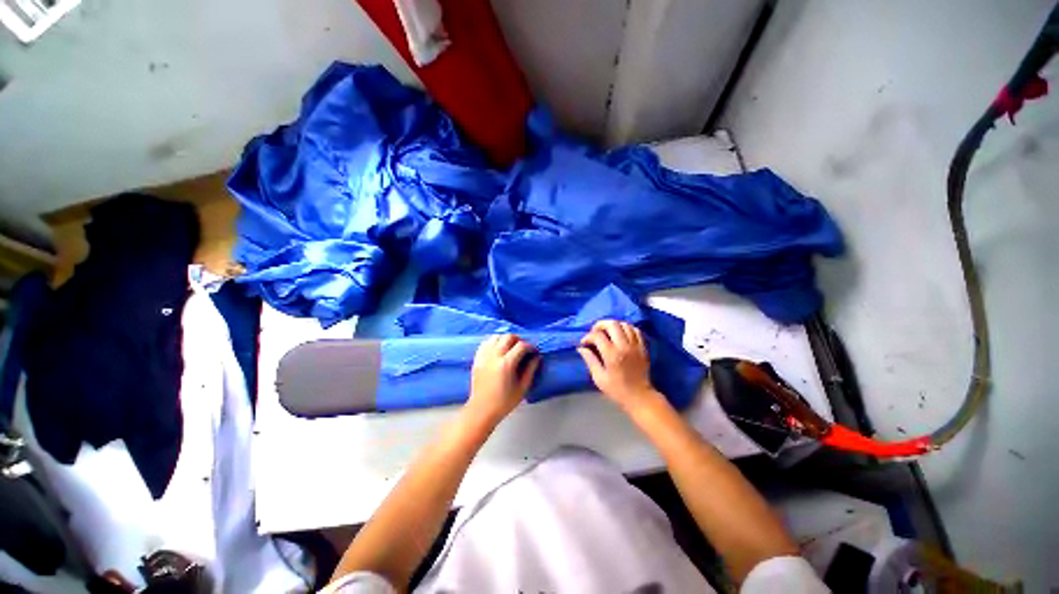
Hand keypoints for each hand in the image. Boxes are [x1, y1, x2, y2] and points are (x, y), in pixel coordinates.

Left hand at [466, 334, 539, 424]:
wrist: (481, 410)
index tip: (535, 351)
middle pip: (508, 337)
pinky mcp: (477, 358)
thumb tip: (537, 357)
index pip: (521, 346)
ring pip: (496, 336)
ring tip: (511, 347)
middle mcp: (494, 356)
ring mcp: (484, 356)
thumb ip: (531, 369)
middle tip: (524, 348)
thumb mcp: (522, 388)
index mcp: (506, 364)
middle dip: (519, 339)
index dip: (531, 346)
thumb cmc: (504, 402)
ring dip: (506, 339)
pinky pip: (486, 342)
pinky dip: (494, 341)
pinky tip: (499, 349)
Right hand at [578, 320, 657, 411]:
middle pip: (612, 324)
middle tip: (595, 332)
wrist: (640, 397)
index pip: (598, 336)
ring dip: (613, 326)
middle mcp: (624, 347)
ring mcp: (635, 346)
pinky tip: (620, 334)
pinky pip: (635, 330)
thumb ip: (590, 360)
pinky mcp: (643, 347)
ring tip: (607, 332)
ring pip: (624, 324)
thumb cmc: (617, 390)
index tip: (584, 343)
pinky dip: (626, 328)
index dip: (588, 337)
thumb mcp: (599, 378)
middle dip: (600, 325)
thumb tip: (581, 348)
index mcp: (612, 355)